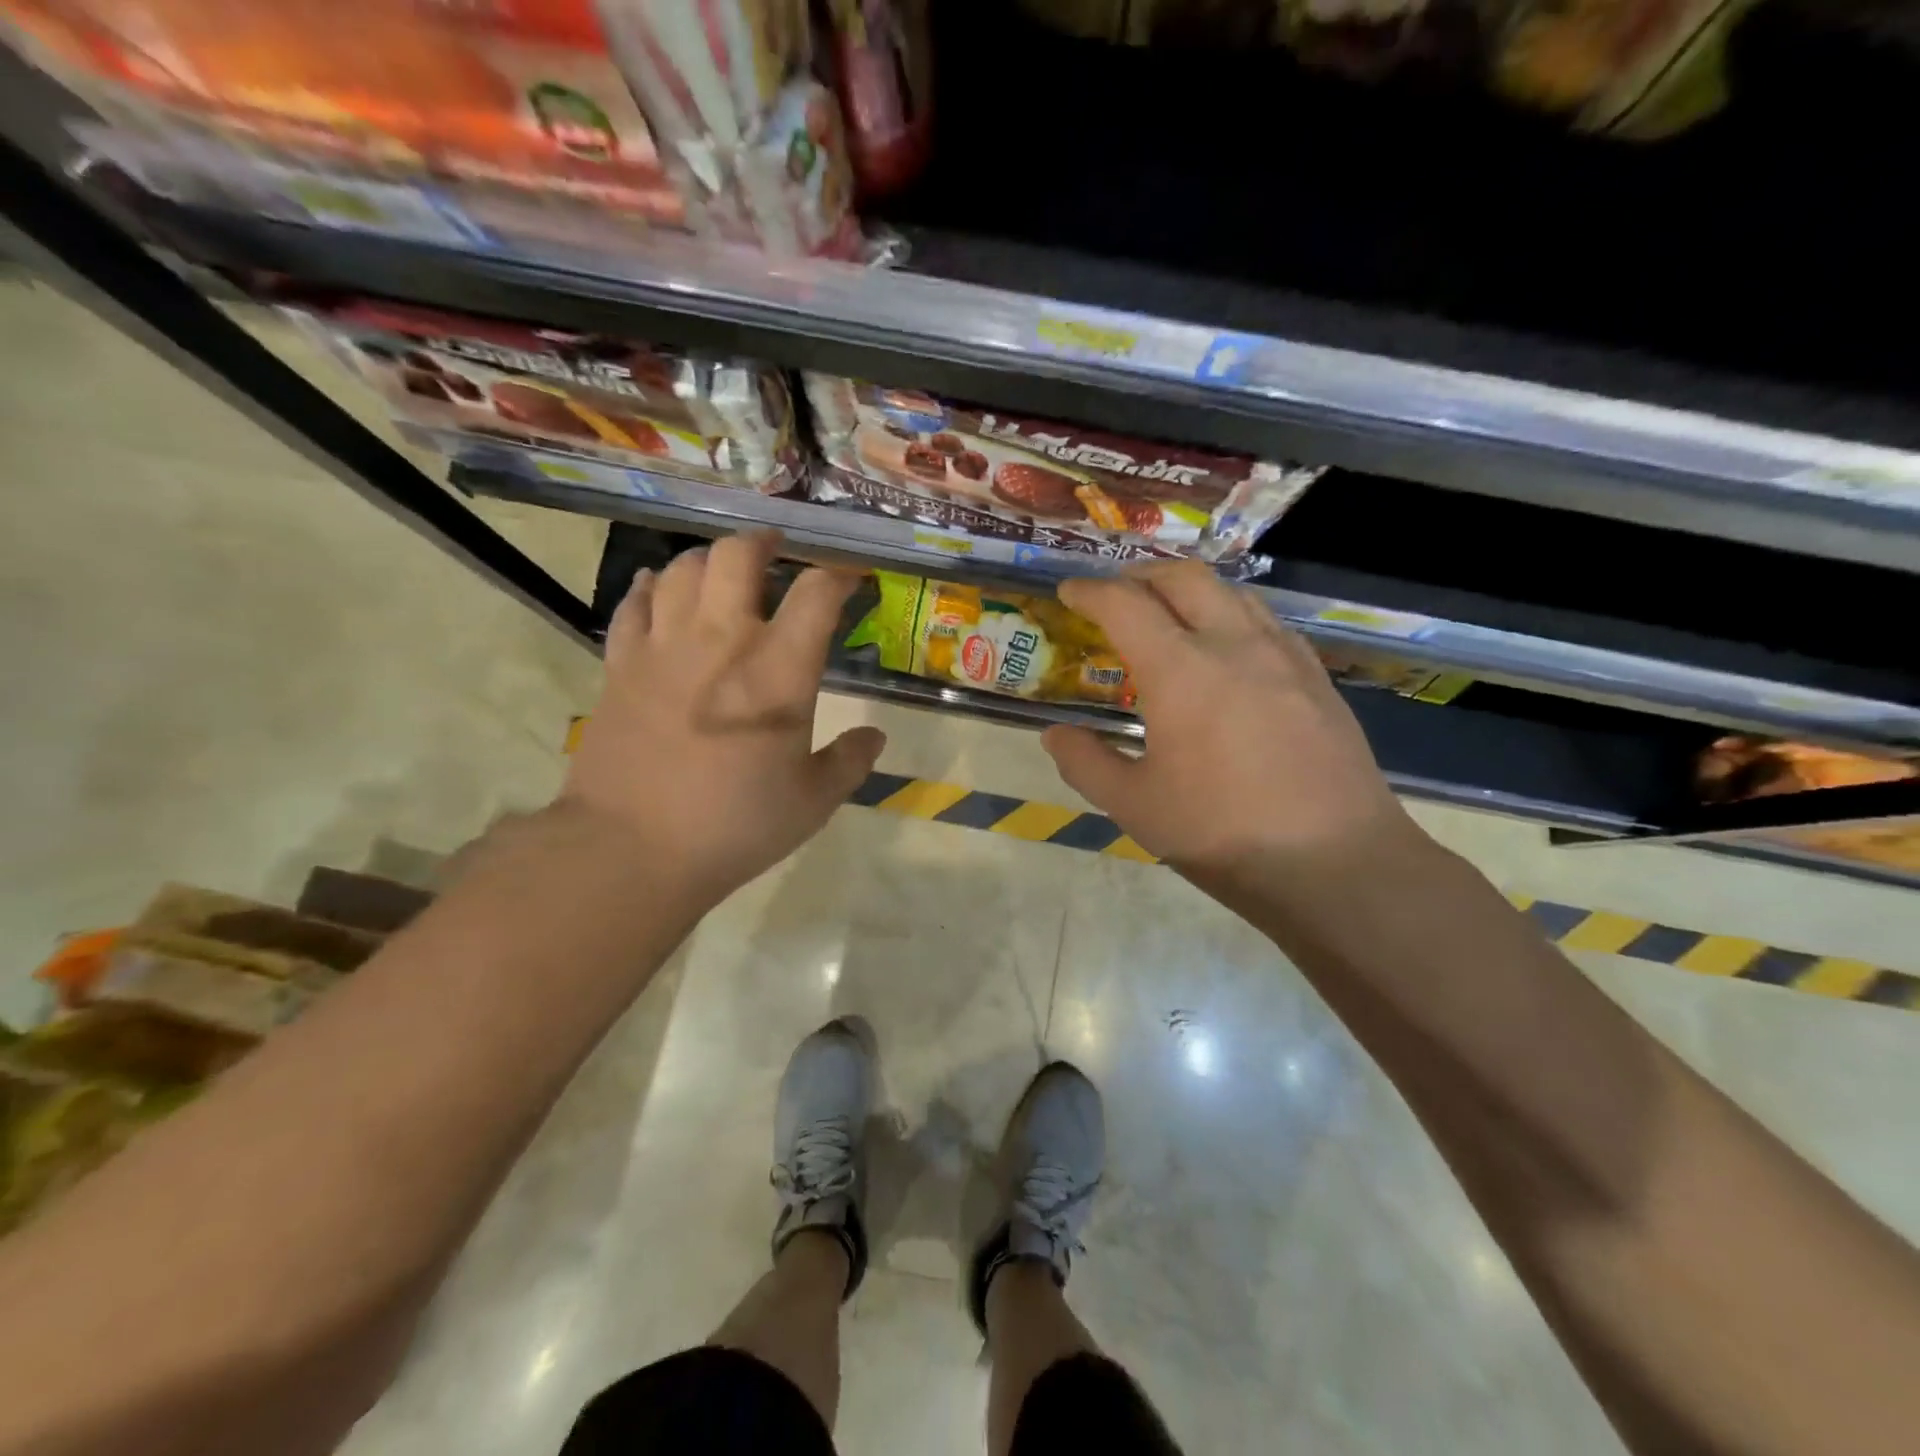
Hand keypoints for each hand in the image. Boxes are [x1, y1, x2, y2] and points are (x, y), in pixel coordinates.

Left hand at [560, 531, 885, 907]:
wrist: (632, 849)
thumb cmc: (735, 826)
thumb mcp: (812, 801)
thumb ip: (849, 762)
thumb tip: (874, 738)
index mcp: (779, 670)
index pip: (816, 594)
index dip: (839, 576)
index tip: (849, 579)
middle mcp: (721, 640)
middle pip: (737, 556)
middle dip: (763, 543)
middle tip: (776, 551)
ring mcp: (663, 647)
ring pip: (681, 569)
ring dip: (708, 560)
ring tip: (722, 572)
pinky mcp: (620, 665)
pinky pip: (632, 604)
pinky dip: (649, 587)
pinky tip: (657, 588)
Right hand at [1041, 561, 1417, 882]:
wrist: (1337, 863)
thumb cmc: (1222, 833)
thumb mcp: (1135, 806)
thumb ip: (1086, 763)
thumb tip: (1055, 736)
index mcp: (1181, 670)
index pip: (1125, 605)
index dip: (1090, 592)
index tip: (1068, 591)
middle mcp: (1234, 645)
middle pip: (1185, 579)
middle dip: (1142, 575)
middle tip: (1116, 592)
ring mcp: (1284, 657)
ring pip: (1233, 593)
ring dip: (1191, 589)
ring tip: (1169, 611)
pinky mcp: (1318, 678)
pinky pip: (1268, 622)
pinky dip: (1233, 615)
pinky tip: (1230, 648)